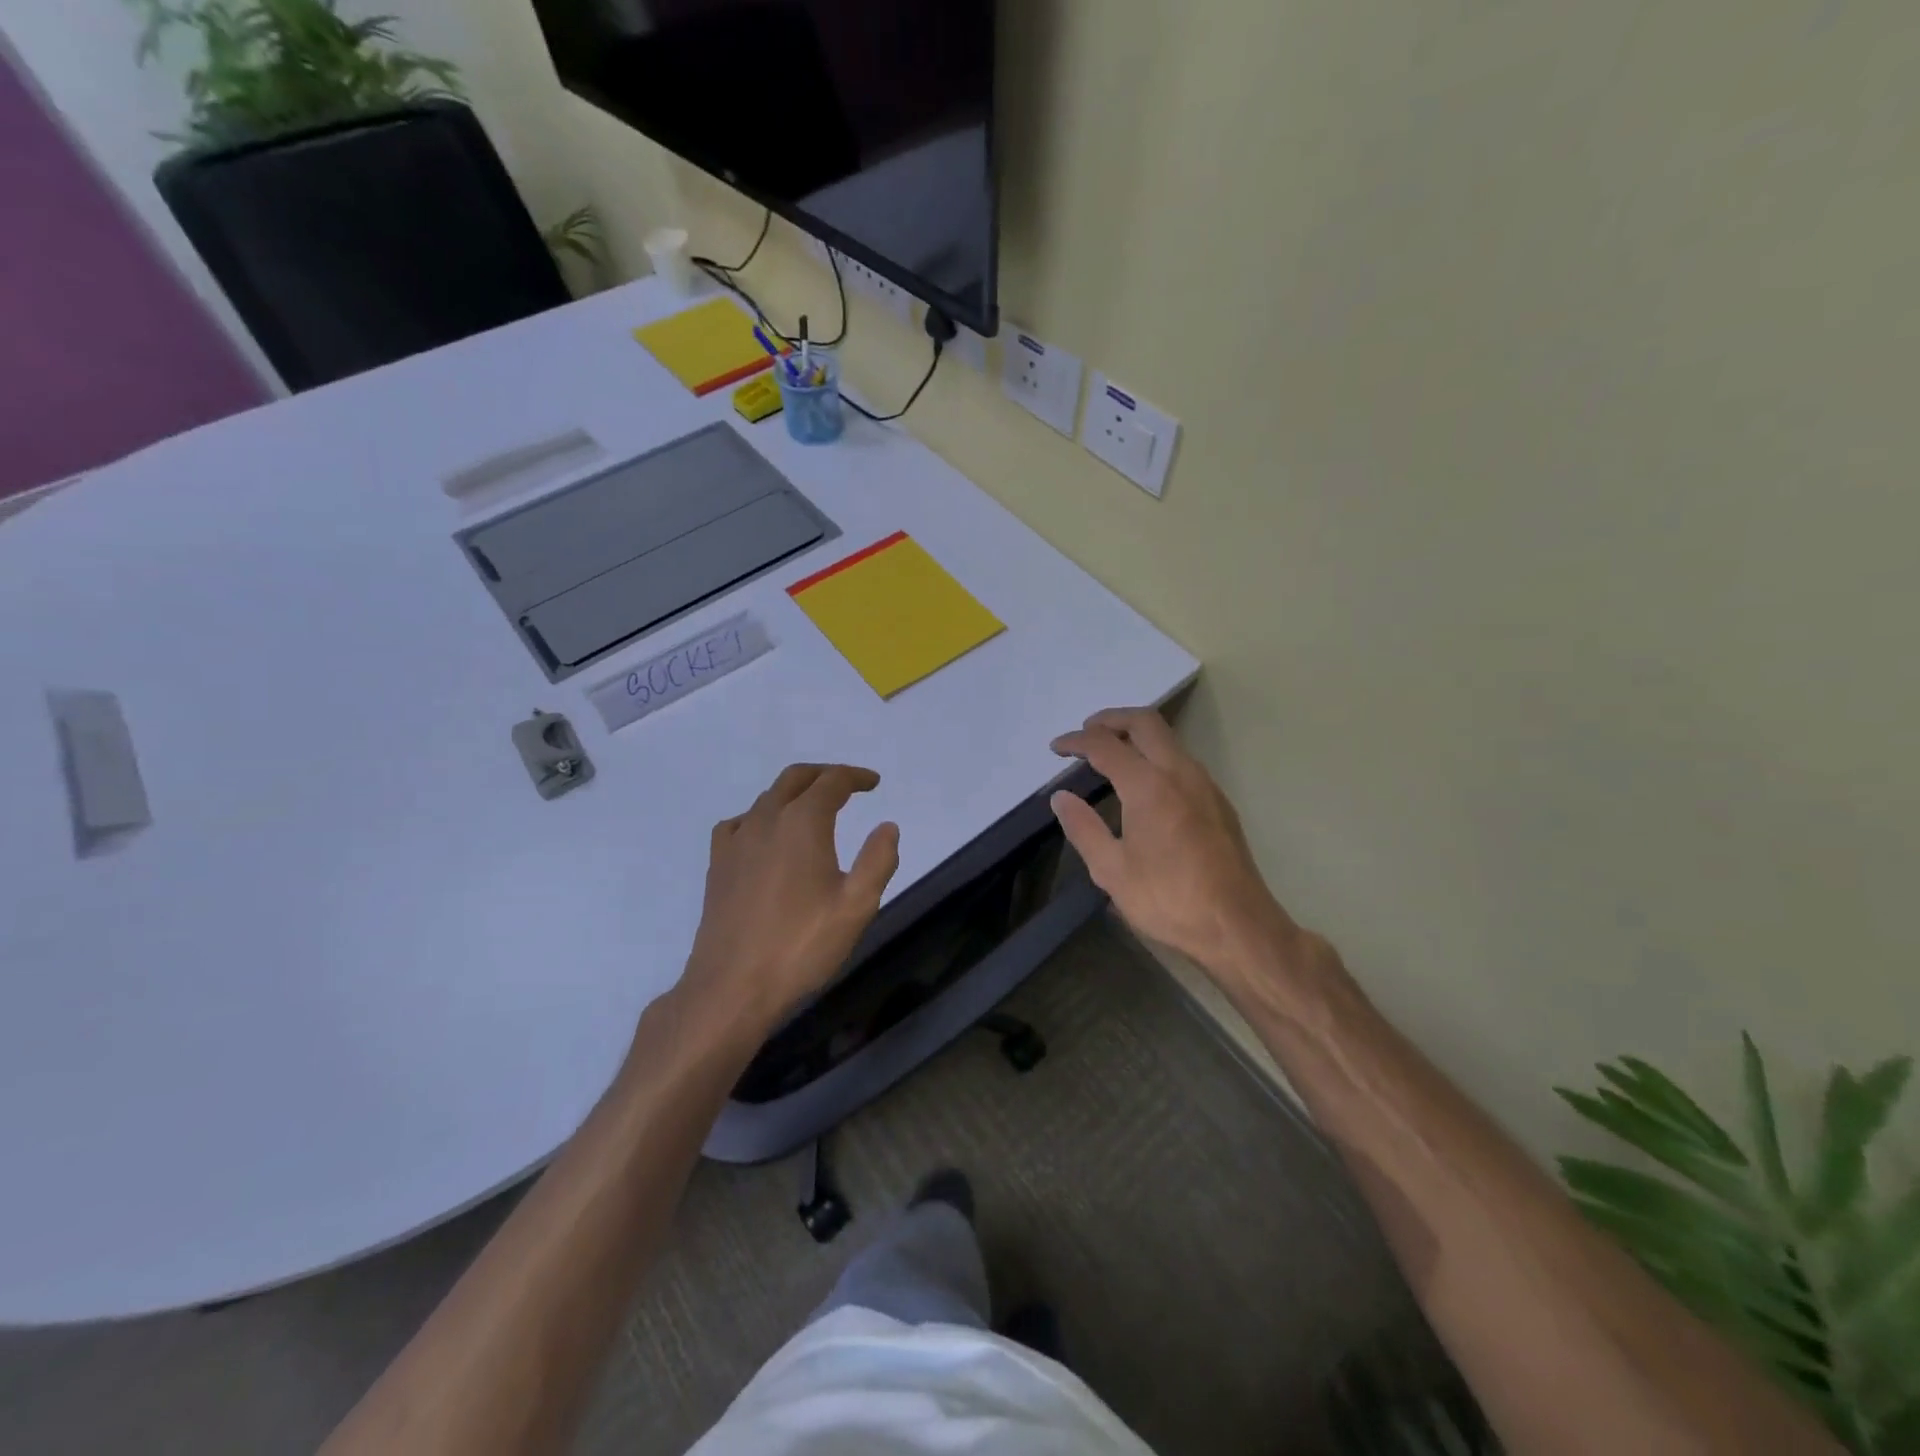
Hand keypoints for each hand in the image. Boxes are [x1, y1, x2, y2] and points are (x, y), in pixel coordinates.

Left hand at [678, 764, 899, 1037]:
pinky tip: (767, 836)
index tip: (874, 784)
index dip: (855, 777)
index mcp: (803, 823)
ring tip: (814, 809)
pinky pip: (740, 822)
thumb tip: (888, 826)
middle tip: (848, 786)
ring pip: (767, 798)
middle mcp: (766, 819)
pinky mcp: (718, 864)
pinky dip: (761, 816)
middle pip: (796, 778)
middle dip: (824, 776)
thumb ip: (878, 860)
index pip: (832, 781)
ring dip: (795, 793)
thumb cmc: (801, 946)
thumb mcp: (857, 906)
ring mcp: (736, 840)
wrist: (732, 987)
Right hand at [1050, 708, 1301, 995]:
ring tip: (1111, 753)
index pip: (1105, 745)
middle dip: (1111, 719)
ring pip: (1168, 738)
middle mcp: (1180, 773)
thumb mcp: (1111, 870)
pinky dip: (1156, 754)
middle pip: (1145, 722)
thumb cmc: (1169, 900)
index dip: (1076, 741)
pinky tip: (1144, 782)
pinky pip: (1182, 760)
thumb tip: (1061, 797)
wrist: (1237, 926)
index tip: (1056, 747)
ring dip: (1137, 734)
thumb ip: (1083, 828)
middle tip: (1086, 732)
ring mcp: (1205, 784)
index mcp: (1149, 786)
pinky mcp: (1218, 802)